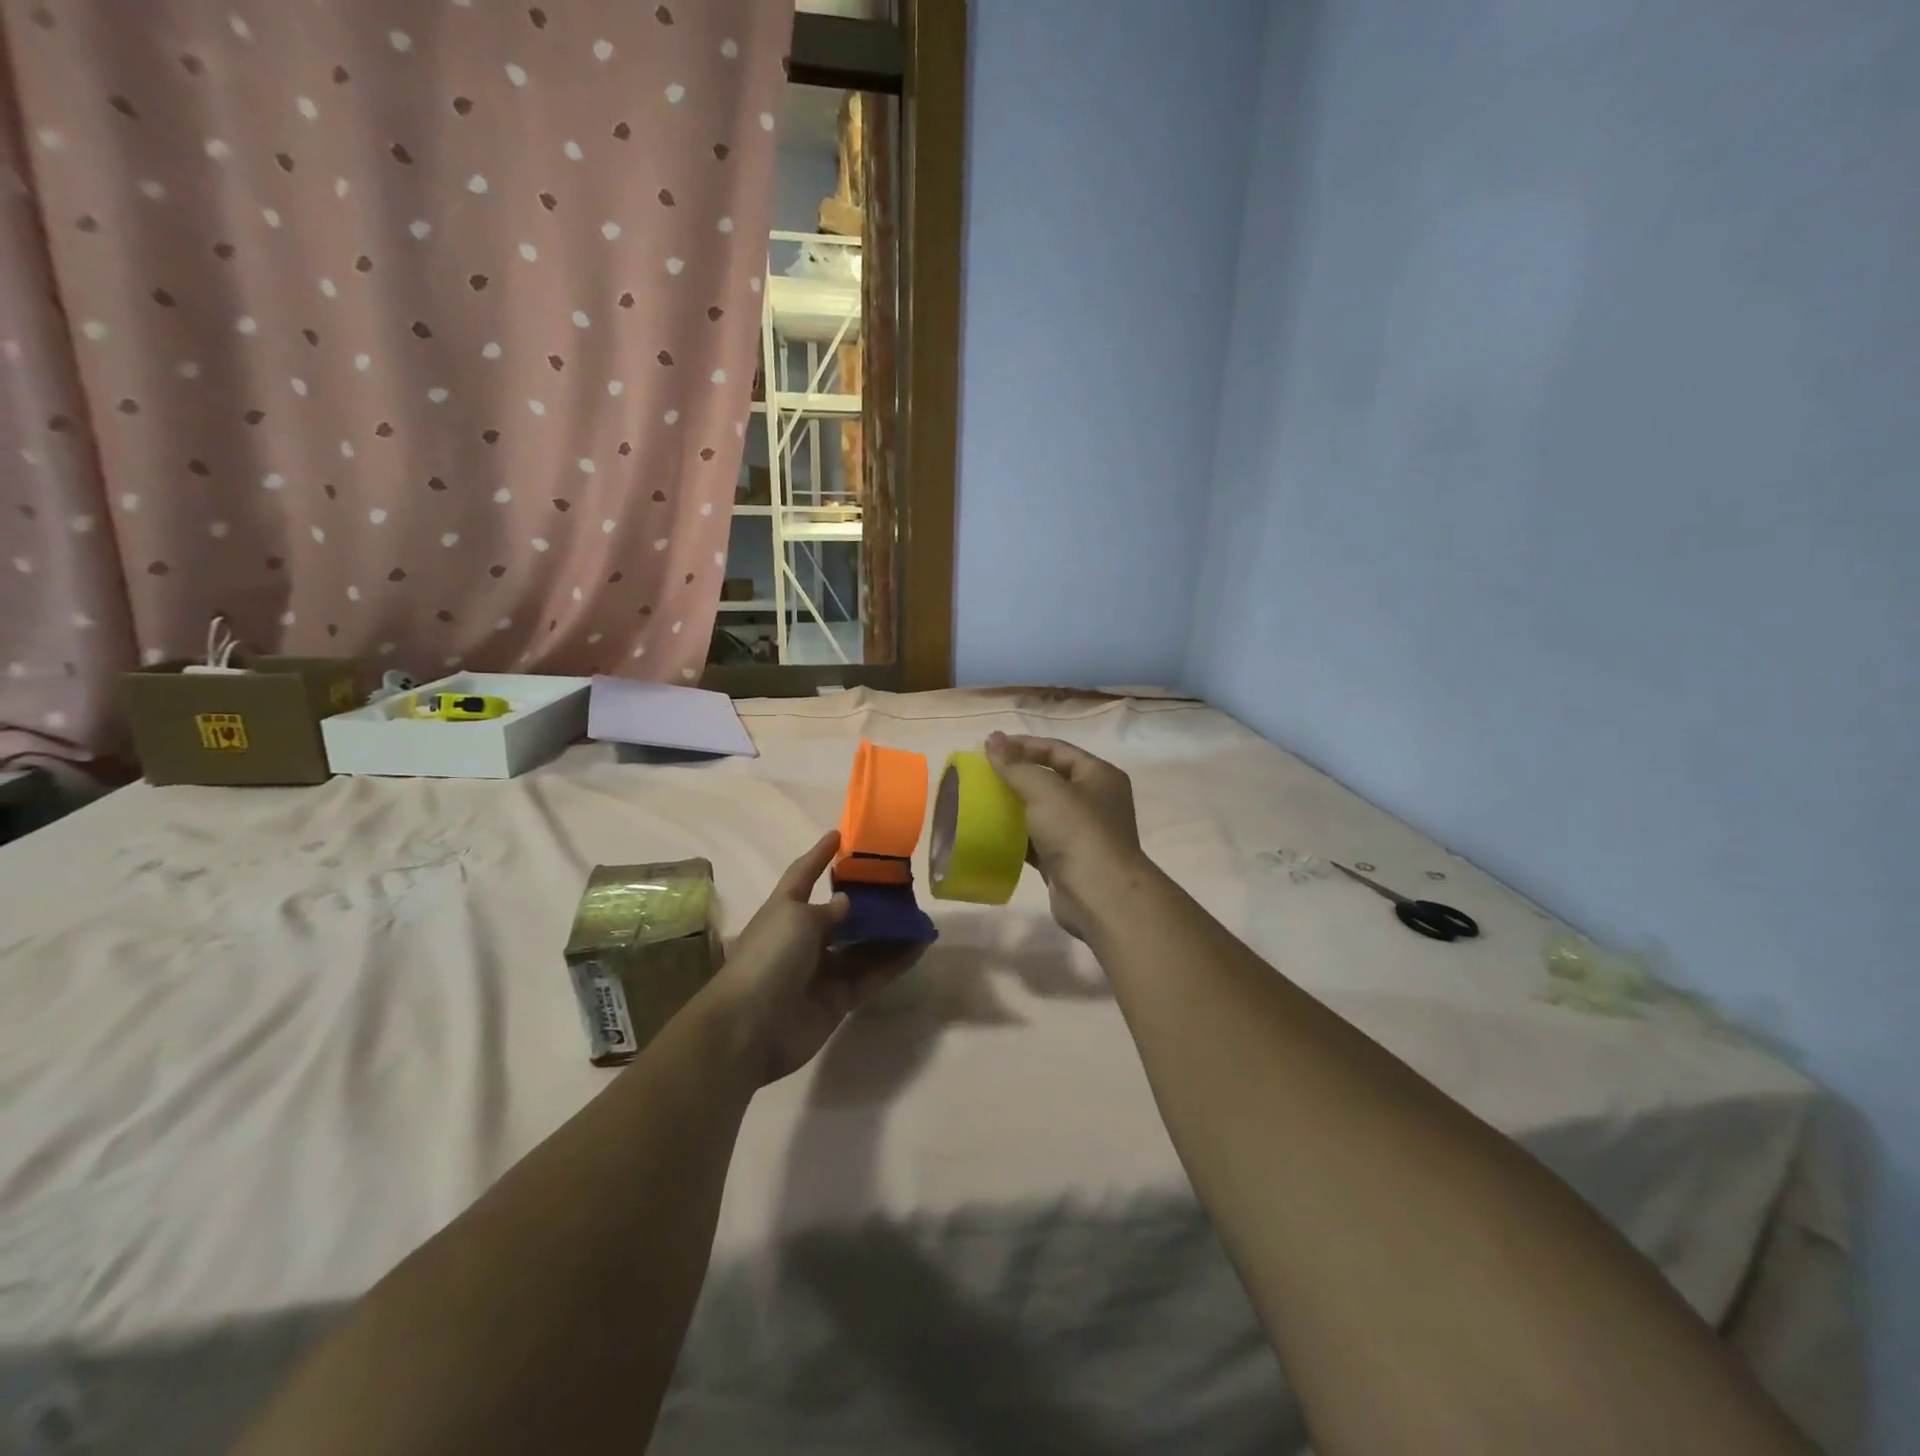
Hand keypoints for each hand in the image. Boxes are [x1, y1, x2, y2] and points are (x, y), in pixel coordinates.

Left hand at [706, 831, 924, 1084]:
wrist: (749, 1028)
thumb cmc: (769, 958)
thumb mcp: (798, 919)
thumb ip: (830, 910)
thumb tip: (847, 903)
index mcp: (785, 910)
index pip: (803, 875)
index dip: (819, 855)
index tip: (841, 835)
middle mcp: (803, 938)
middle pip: (841, 913)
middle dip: (868, 900)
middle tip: (901, 885)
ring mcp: (822, 970)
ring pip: (862, 945)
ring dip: (889, 932)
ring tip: (919, 916)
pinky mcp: (839, 999)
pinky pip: (872, 974)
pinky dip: (895, 962)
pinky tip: (919, 947)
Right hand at [985, 732, 1147, 940]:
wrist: (1100, 896)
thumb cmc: (1077, 831)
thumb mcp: (1045, 791)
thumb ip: (1016, 766)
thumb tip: (992, 740)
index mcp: (1099, 776)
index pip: (1057, 750)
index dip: (1023, 745)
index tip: (989, 745)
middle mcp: (1094, 801)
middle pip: (1050, 779)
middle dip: (1017, 774)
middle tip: (983, 772)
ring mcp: (1081, 833)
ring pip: (1041, 811)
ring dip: (1014, 805)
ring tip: (980, 799)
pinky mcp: (1065, 860)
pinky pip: (1036, 840)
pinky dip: (1015, 835)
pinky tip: (990, 832)